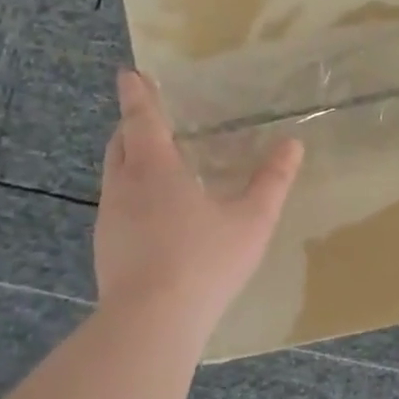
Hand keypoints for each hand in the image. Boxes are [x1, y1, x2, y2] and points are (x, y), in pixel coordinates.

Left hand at [93, 68, 302, 338]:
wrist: (149, 324)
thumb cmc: (204, 261)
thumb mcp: (251, 220)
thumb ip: (273, 181)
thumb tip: (293, 145)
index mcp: (156, 170)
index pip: (143, 120)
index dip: (138, 95)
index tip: (129, 74)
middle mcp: (124, 187)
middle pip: (120, 144)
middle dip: (132, 125)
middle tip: (149, 117)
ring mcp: (109, 220)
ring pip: (114, 176)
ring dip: (130, 159)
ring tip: (156, 163)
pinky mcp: (105, 249)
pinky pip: (116, 204)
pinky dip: (131, 192)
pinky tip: (154, 214)